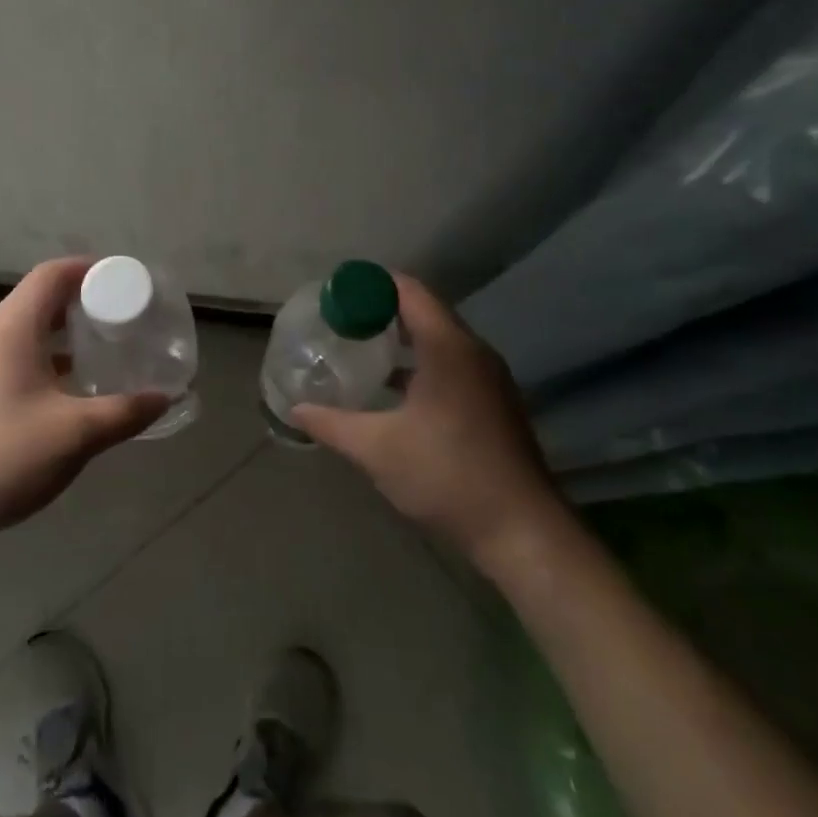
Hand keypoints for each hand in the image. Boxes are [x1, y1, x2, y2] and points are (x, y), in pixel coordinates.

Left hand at [0, 258, 169, 545]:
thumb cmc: (2, 456)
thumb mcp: (76, 434)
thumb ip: (126, 412)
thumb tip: (165, 398)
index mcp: (10, 326)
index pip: (54, 274)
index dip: (92, 270)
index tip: (127, 283)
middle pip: (40, 299)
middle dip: (84, 304)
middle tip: (124, 320)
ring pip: (26, 330)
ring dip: (65, 336)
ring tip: (104, 353)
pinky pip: (13, 356)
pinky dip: (45, 359)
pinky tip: (68, 391)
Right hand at [292, 274, 556, 558]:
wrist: (522, 531)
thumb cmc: (446, 476)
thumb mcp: (377, 449)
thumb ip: (331, 424)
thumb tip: (295, 410)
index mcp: (448, 348)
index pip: (408, 291)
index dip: (371, 285)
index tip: (335, 294)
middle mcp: (473, 352)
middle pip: (424, 311)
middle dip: (381, 310)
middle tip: (340, 320)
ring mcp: (489, 378)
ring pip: (439, 339)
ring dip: (401, 338)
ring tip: (360, 349)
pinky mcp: (494, 402)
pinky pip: (452, 363)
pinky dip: (420, 362)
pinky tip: (394, 389)